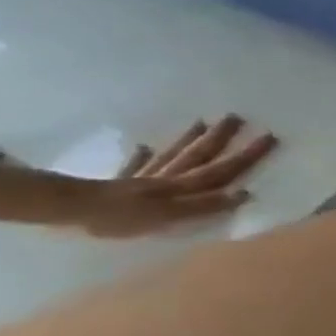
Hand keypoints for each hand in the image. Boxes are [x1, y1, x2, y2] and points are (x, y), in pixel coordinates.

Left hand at [71, 117, 279, 238]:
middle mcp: (166, 178)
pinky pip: (135, 166)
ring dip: (188, 140)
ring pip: (172, 156)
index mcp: (180, 187)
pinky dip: (141, 156)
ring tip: (202, 122)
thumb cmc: (119, 218)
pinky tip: (144, 147)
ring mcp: (142, 179)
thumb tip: (243, 193)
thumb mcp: (167, 217)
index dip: (246, 156)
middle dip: (220, 138)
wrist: (66, 210)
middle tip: (236, 117)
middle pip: (198, 156)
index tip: (269, 136)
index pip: (221, 170)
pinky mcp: (119, 185)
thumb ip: (203, 206)